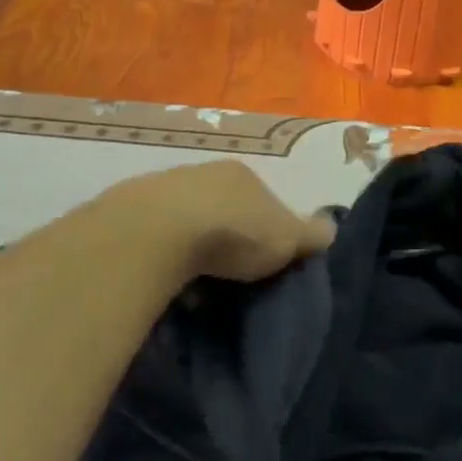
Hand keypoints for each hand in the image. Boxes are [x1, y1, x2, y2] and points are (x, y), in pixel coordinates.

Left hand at [112, 161, 335, 283]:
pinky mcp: (129, 211)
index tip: (266, 261)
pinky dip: (163, 256)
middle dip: (226, 238)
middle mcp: (202, 173)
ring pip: (185, 221)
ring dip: (192, 248)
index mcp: (242, 175)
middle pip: (222, 208)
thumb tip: (332, 228)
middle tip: (231, 276)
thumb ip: (309, 234)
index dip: (268, 229)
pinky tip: (166, 282)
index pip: (263, 200)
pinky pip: (155, 237)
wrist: (158, 233)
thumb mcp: (285, 238)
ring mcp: (161, 189)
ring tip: (196, 286)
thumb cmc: (233, 232)